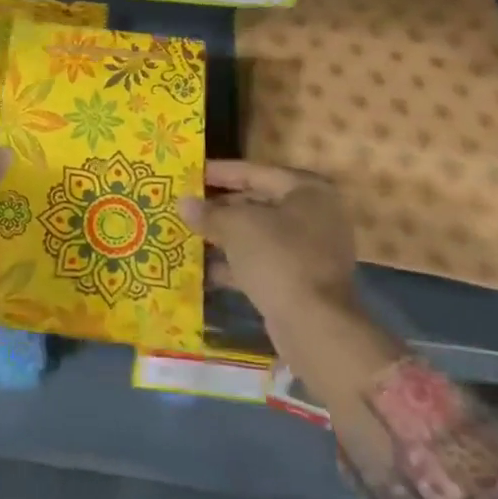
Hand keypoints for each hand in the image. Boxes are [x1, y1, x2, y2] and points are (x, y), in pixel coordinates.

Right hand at [182, 161, 358, 322]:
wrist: (314, 326)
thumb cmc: (278, 258)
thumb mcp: (237, 227)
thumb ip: (209, 213)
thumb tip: (183, 203)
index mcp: (306, 190)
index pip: (253, 172)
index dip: (219, 173)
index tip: (189, 174)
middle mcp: (313, 215)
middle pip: (256, 203)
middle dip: (218, 208)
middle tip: (184, 207)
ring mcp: (308, 250)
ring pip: (256, 236)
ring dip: (223, 237)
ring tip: (185, 235)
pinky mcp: (299, 281)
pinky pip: (260, 263)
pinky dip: (234, 264)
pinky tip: (201, 270)